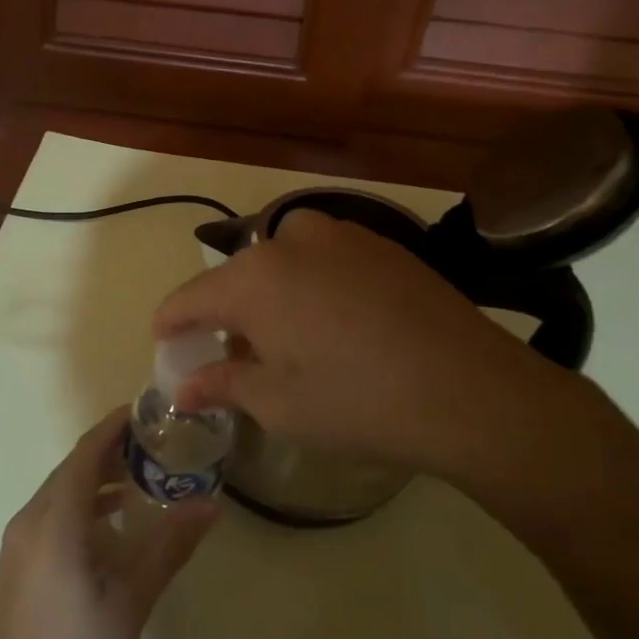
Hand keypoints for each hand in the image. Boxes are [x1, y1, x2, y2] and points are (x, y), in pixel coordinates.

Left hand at [0, 409, 217, 638]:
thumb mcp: (131, 602)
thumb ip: (169, 547)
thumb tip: (210, 503)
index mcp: (54, 522)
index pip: (85, 453)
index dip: (115, 426)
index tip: (149, 410)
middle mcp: (29, 520)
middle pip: (72, 467)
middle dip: (112, 449)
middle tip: (158, 443)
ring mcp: (18, 541)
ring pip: (61, 490)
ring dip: (97, 477)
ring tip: (143, 476)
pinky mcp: (17, 561)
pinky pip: (52, 512)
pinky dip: (83, 504)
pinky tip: (113, 521)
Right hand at [152, 209, 612, 491]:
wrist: (472, 391)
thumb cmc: (358, 402)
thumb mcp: (278, 404)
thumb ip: (222, 384)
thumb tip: (182, 387)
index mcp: (254, 277)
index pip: (189, 297)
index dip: (170, 323)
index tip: (165, 344)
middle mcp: (291, 240)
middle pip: (237, 276)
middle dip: (224, 314)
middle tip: (232, 356)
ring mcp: (343, 235)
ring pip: (282, 262)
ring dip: (270, 295)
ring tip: (287, 339)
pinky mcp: (383, 244)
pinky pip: (325, 259)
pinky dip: (311, 285)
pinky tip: (336, 324)